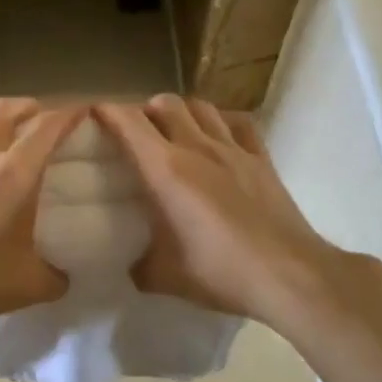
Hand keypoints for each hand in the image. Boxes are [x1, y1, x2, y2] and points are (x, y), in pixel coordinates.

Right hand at [94, 95, 342, 320]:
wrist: (288, 275)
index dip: (107, 112)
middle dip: (144, 110)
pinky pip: (239, 123)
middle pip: (165, 104)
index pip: (128, 123)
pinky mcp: (262, 159)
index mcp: (165, 169)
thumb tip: (133, 264)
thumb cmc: (219, 271)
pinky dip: (222, 122)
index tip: (94, 114)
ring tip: (175, 130)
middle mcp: (196, 147)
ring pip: (202, 107)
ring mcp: (234, 149)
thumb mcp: (164, 277)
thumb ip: (140, 265)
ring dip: (182, 111)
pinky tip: (219, 137)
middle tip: (137, 131)